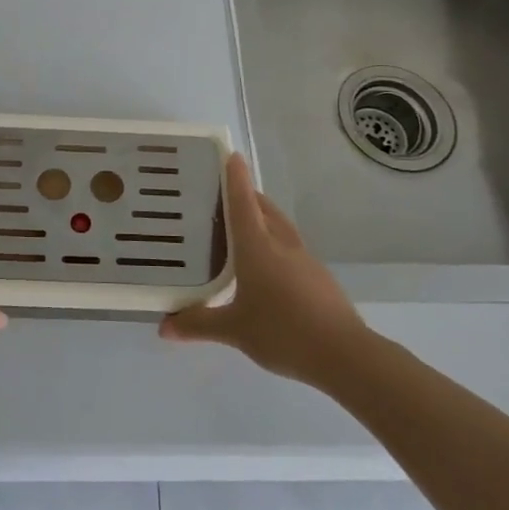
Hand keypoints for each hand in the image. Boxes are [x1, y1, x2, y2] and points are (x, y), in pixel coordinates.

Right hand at [160, 153, 366, 384]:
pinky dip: (275, 244)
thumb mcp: (234, 330)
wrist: (344, 354)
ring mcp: (304, 259)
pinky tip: (267, 268)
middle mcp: (281, 244)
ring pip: (280, 227)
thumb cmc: (282, 332)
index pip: (243, 201)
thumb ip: (199, 324)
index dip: (235, 177)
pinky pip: (291, 248)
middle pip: (264, 209)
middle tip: (223, 196)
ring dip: (263, 219)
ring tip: (243, 228)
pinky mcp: (319, 277)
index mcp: (258, 247)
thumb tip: (163, 326)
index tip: (231, 155)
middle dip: (247, 196)